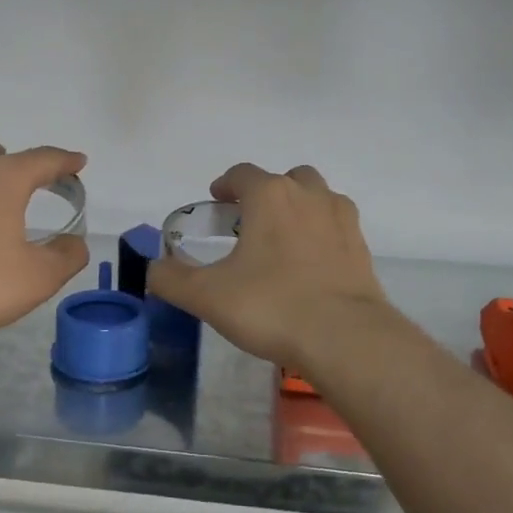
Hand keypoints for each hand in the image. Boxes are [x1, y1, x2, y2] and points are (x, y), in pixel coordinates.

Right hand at [147, 163, 386, 371]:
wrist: (344, 337)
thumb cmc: (270, 306)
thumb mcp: (207, 296)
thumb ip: (170, 279)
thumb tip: (151, 270)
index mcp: (270, 196)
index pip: (242, 174)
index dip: (225, 185)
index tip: (216, 202)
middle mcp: (309, 196)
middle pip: (286, 179)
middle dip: (265, 194)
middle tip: (248, 224)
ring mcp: (341, 220)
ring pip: (317, 198)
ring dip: (297, 209)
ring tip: (280, 243)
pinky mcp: (361, 248)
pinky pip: (336, 227)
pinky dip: (320, 235)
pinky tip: (308, 266)